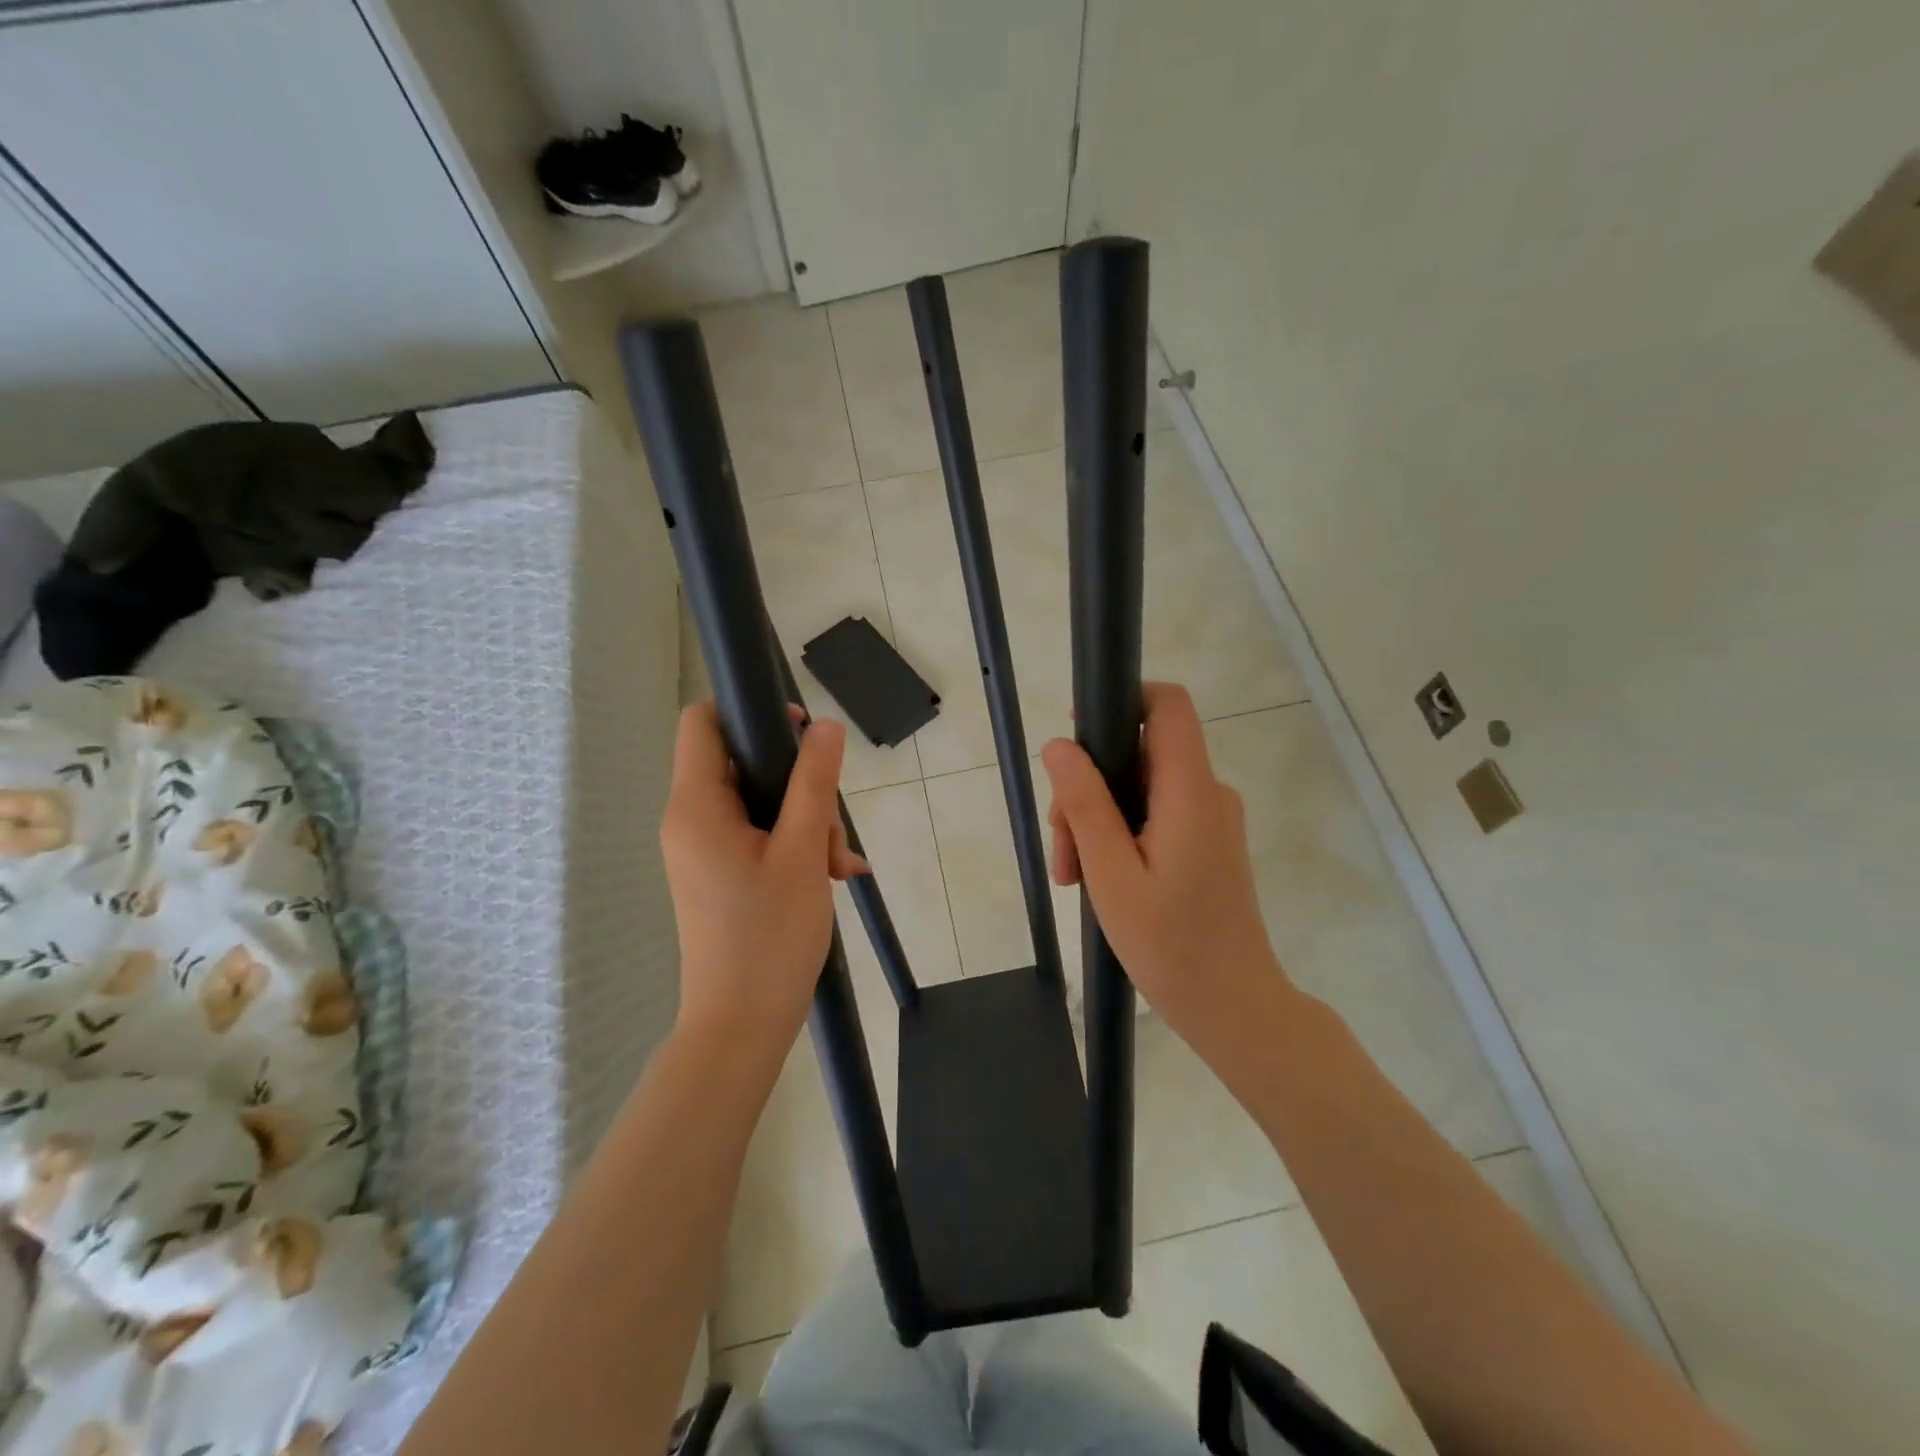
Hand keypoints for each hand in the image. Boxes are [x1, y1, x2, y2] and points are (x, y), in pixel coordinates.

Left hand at [661, 703, 867, 1054]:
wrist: (740, 1026)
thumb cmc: (769, 936)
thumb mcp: (802, 852)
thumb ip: (814, 782)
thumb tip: (825, 725)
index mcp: (695, 806)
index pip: (703, 722)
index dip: (750, 713)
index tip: (801, 737)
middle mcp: (690, 821)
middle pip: (742, 764)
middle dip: (799, 786)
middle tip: (833, 831)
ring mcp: (704, 850)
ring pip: (760, 803)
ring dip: (806, 822)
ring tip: (838, 865)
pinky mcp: (719, 874)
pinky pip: (758, 836)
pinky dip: (795, 845)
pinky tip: (832, 875)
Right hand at [1041, 682, 1285, 1037]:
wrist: (1233, 1007)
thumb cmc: (1171, 945)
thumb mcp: (1111, 875)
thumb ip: (1085, 805)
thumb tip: (1058, 746)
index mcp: (1190, 791)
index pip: (1168, 704)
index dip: (1123, 700)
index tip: (1080, 739)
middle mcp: (1208, 793)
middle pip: (1140, 752)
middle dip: (1090, 788)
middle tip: (1063, 848)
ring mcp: (1211, 819)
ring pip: (1141, 788)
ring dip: (1099, 820)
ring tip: (1075, 875)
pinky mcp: (1207, 842)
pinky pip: (1156, 814)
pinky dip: (1121, 836)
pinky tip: (1098, 879)